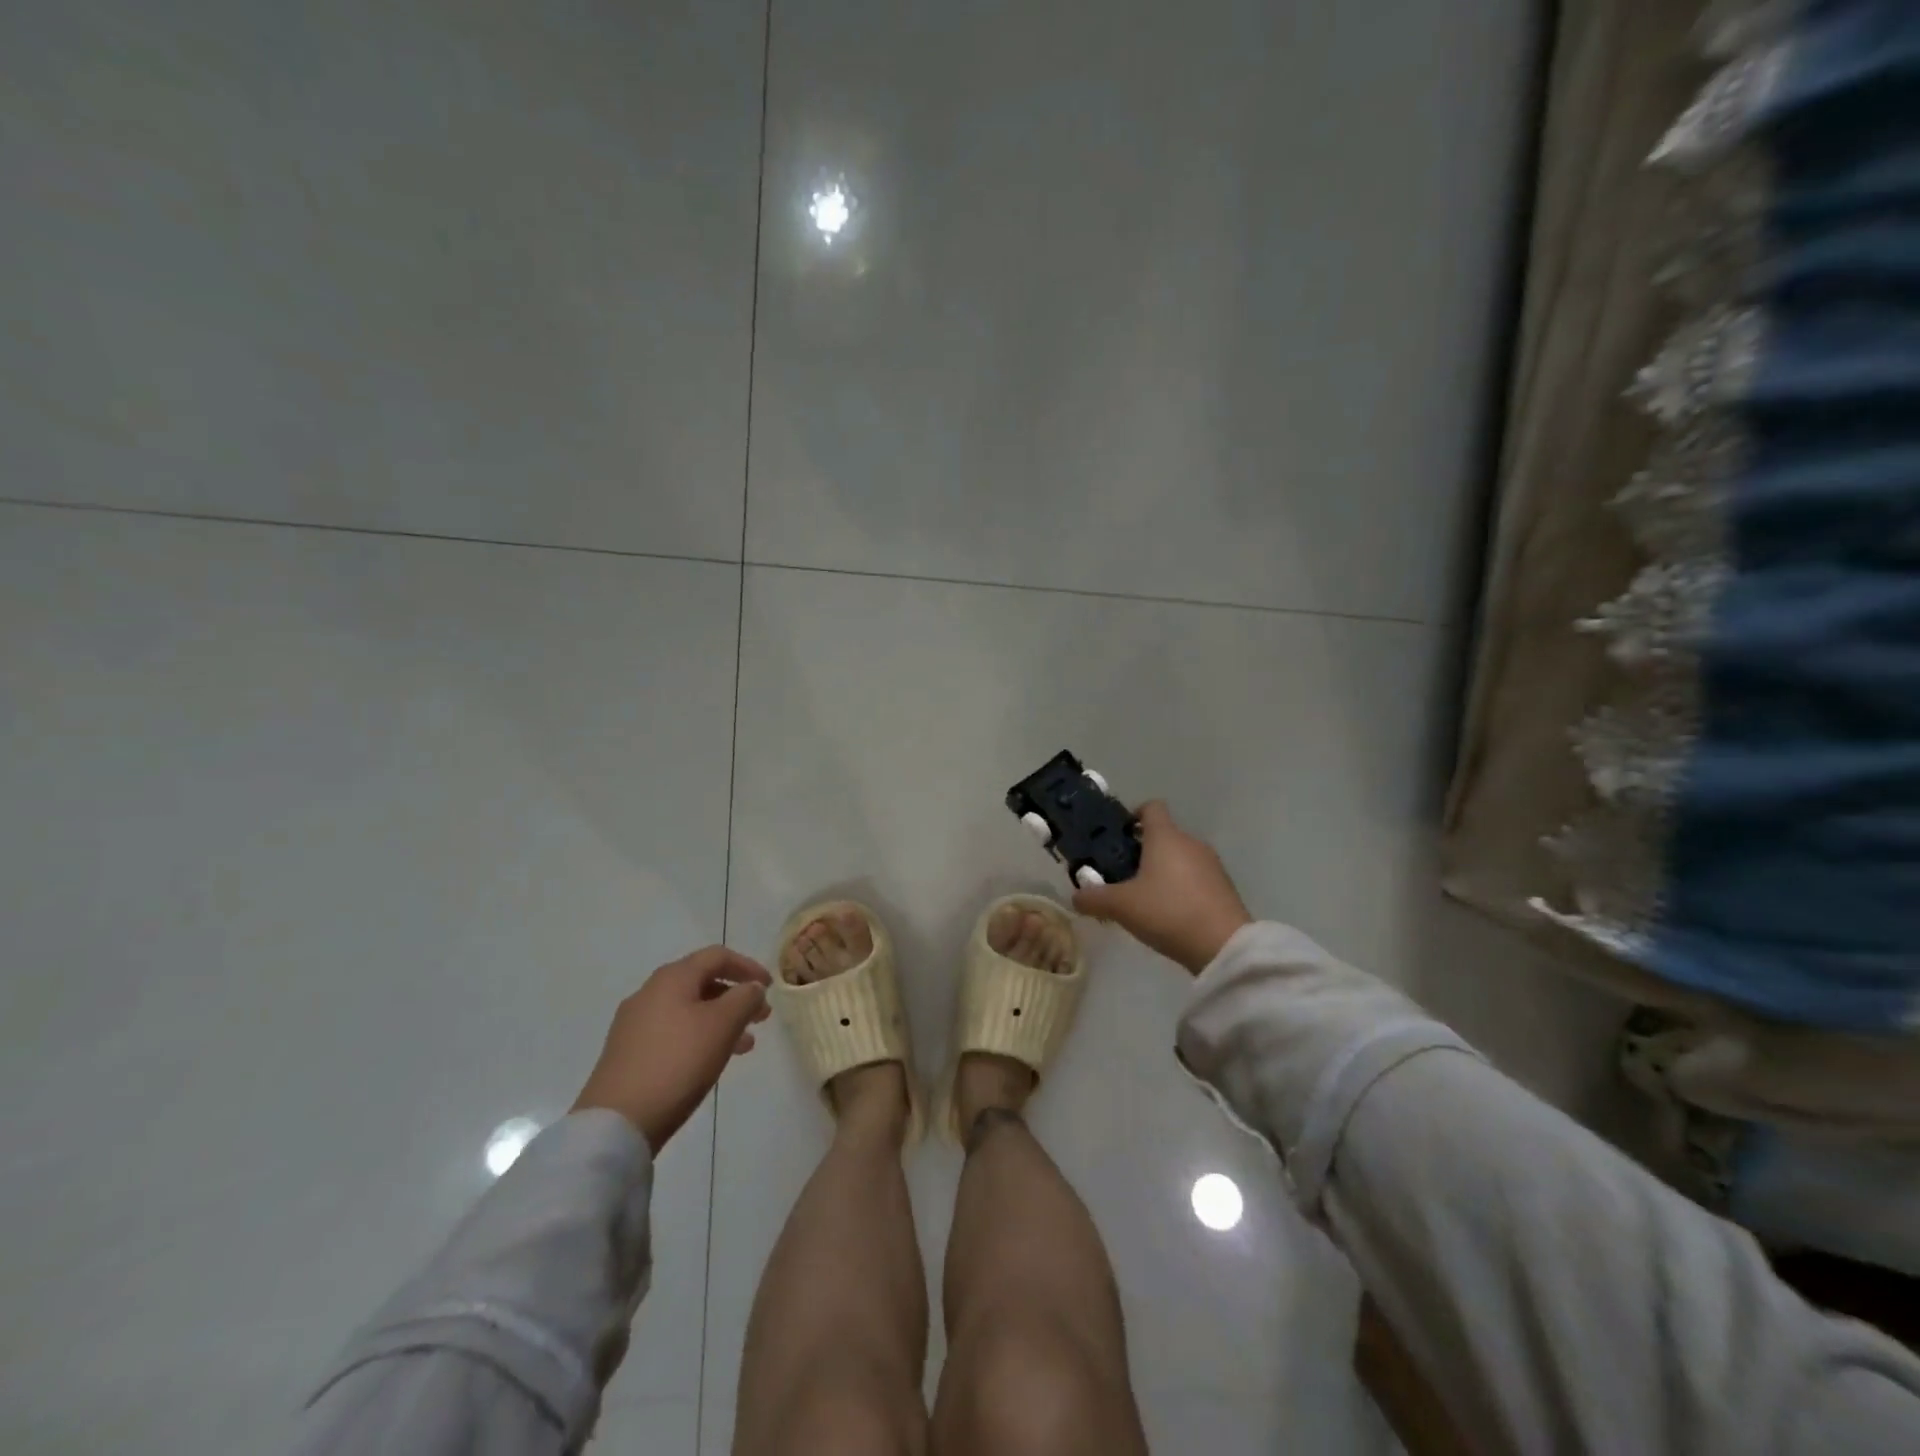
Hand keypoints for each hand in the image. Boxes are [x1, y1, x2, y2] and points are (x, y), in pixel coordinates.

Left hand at [572, 945, 772, 1152]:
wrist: (616, 1121)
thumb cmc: (677, 1062)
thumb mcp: (723, 1025)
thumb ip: (744, 998)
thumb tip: (751, 987)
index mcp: (672, 978)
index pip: (717, 956)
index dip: (748, 966)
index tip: (770, 987)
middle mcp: (650, 992)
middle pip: (701, 982)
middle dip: (736, 996)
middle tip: (761, 1018)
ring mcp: (634, 1024)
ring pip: (688, 1009)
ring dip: (720, 1020)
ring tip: (744, 1046)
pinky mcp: (627, 1053)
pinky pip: (673, 1032)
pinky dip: (698, 1036)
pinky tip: (709, 1061)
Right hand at [1072, 801, 1252, 974]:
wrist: (1224, 945)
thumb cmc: (1168, 912)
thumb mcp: (1121, 907)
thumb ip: (1094, 899)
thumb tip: (1075, 897)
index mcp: (1165, 836)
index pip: (1151, 807)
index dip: (1133, 815)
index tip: (1118, 836)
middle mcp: (1190, 842)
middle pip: (1164, 835)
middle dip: (1143, 851)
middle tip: (1122, 875)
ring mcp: (1211, 865)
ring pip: (1180, 858)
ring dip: (1163, 871)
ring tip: (1145, 899)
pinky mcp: (1224, 888)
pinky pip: (1196, 878)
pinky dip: (1181, 888)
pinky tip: (1170, 914)